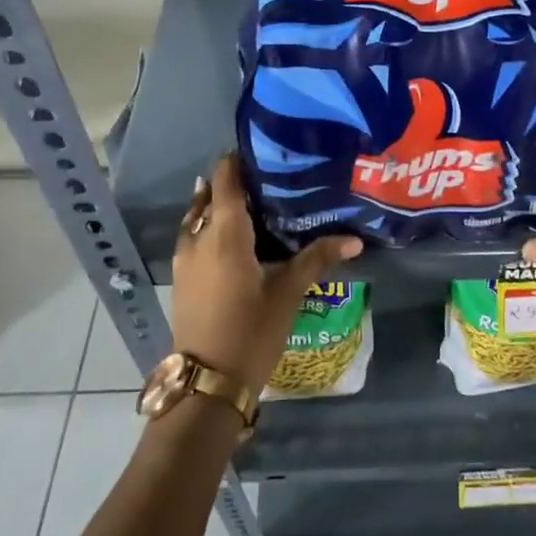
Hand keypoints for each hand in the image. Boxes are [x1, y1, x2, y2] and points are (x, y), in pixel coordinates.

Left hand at [170, 153, 362, 393]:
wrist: (207, 384)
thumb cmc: (251, 332)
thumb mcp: (287, 294)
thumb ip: (316, 259)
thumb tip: (354, 240)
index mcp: (224, 234)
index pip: (224, 180)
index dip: (237, 161)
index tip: (262, 152)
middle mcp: (198, 239)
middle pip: (209, 197)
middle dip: (232, 184)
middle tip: (266, 181)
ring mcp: (184, 261)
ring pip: (197, 219)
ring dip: (217, 208)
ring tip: (251, 207)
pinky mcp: (181, 280)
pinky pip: (193, 239)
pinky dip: (210, 229)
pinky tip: (234, 242)